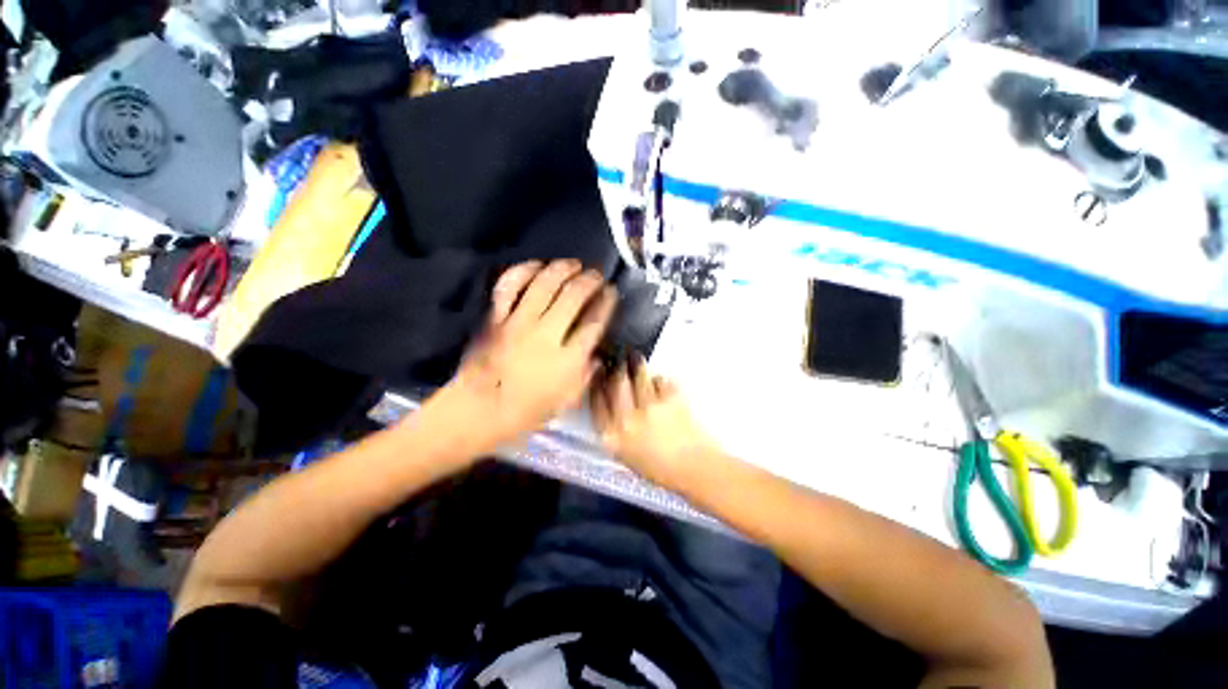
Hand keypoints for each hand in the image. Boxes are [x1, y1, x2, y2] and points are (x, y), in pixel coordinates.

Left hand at [447, 259, 617, 448]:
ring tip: (573, 265)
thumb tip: (596, 356)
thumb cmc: (523, 413)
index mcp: (567, 360)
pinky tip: (537, 266)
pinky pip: (510, 285)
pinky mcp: (495, 317)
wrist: (478, 410)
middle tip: (595, 275)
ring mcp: (518, 322)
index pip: (594, 322)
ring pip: (545, 284)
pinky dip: (525, 270)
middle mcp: (546, 335)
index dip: (605, 302)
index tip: (610, 292)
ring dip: (563, 269)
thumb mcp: (564, 402)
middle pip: (574, 295)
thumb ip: (583, 377)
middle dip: (589, 280)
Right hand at [591, 354, 715, 486]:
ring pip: (638, 376)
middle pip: (615, 384)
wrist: (694, 470)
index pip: (596, 404)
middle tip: (617, 362)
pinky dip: (659, 379)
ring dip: (636, 366)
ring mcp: (650, 407)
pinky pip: (661, 380)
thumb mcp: (628, 458)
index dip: (596, 386)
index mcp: (612, 438)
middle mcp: (626, 420)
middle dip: (615, 370)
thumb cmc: (661, 472)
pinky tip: (660, 382)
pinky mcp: (671, 399)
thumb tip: (615, 412)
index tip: (598, 376)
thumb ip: (618, 434)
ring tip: (636, 359)